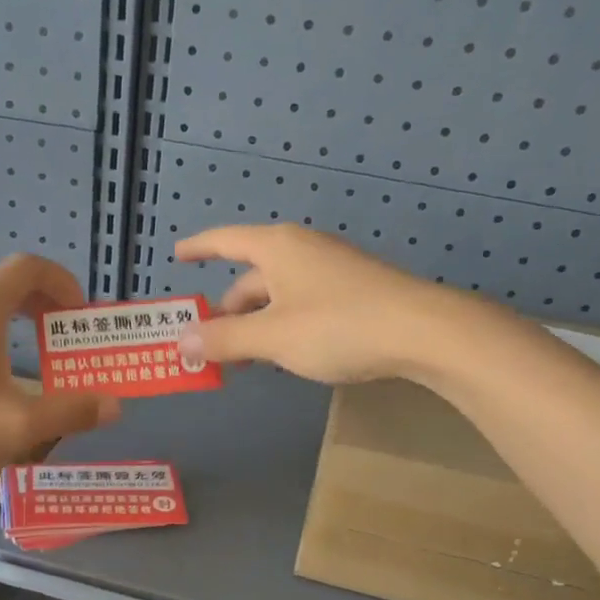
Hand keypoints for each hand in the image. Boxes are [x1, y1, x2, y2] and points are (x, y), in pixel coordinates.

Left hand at [0, 255, 119, 500]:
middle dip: (37, 306)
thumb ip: (71, 413)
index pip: (27, 268)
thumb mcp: (20, 428)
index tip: (77, 313)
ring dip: (4, 324)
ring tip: (19, 362)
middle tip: (57, 337)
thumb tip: (113, 406)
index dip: (61, 282)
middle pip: (0, 287)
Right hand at [173, 224, 468, 385]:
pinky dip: (283, 324)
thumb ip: (225, 339)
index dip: (199, 248)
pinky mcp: (354, 291)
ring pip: (278, 294)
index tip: (177, 255)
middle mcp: (302, 250)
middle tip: (212, 345)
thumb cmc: (337, 326)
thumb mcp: (272, 337)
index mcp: (277, 248)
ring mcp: (331, 270)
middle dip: (229, 310)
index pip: (225, 240)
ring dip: (256, 323)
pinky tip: (287, 353)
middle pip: (252, 277)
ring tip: (246, 358)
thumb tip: (182, 341)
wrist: (422, 331)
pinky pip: (303, 303)